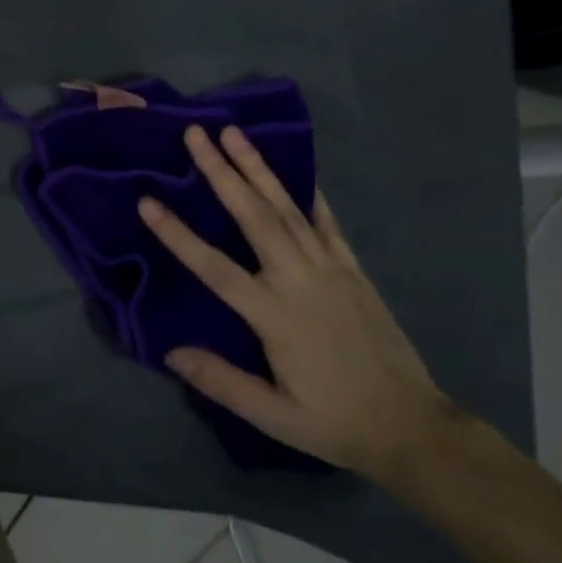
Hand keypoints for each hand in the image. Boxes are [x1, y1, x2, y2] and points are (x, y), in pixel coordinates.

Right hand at [137, 125, 455, 485]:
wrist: (414, 429)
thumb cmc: (335, 422)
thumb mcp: (275, 418)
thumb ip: (223, 382)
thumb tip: (170, 352)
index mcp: (274, 315)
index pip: (215, 268)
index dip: (178, 235)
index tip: (147, 202)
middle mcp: (299, 280)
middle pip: (253, 217)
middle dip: (222, 172)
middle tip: (196, 134)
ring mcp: (329, 269)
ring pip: (286, 208)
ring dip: (257, 167)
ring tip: (234, 133)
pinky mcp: (352, 269)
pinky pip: (325, 222)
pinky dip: (307, 192)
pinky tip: (294, 170)